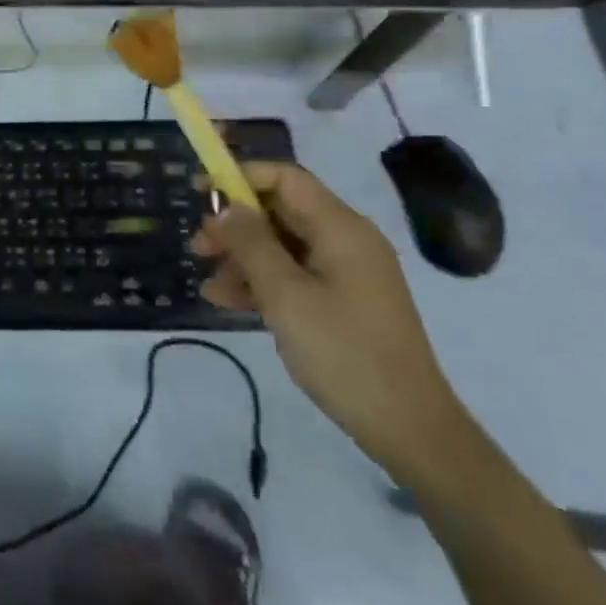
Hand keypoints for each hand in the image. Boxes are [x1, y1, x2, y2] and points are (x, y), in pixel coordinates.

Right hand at [193, 162, 470, 481]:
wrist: (407, 426)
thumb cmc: (343, 352)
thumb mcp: (285, 295)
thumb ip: (250, 244)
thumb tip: (225, 207)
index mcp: (341, 229)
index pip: (285, 179)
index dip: (240, 177)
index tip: (200, 194)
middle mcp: (345, 241)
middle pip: (280, 212)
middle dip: (235, 225)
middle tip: (198, 248)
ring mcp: (345, 273)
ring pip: (281, 246)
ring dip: (241, 258)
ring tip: (209, 285)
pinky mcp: (342, 301)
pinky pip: (293, 275)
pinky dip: (261, 282)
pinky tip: (228, 301)